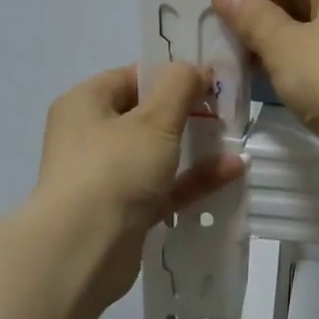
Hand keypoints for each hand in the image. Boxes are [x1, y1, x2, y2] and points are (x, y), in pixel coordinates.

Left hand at [34, 64, 245, 308]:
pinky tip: (232, 171)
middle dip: (188, 113)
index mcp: (85, 104)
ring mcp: (106, 177)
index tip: (212, 79)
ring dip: (195, 147)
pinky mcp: (123, 212)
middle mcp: (89, 137)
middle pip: (145, 116)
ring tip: (235, 140)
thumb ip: (179, 86)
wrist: (83, 250)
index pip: (131, 77)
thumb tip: (194, 68)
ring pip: (156, 154)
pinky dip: (192, 179)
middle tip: (228, 110)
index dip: (171, 75)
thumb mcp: (154, 119)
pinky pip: (163, 188)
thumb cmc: (114, 169)